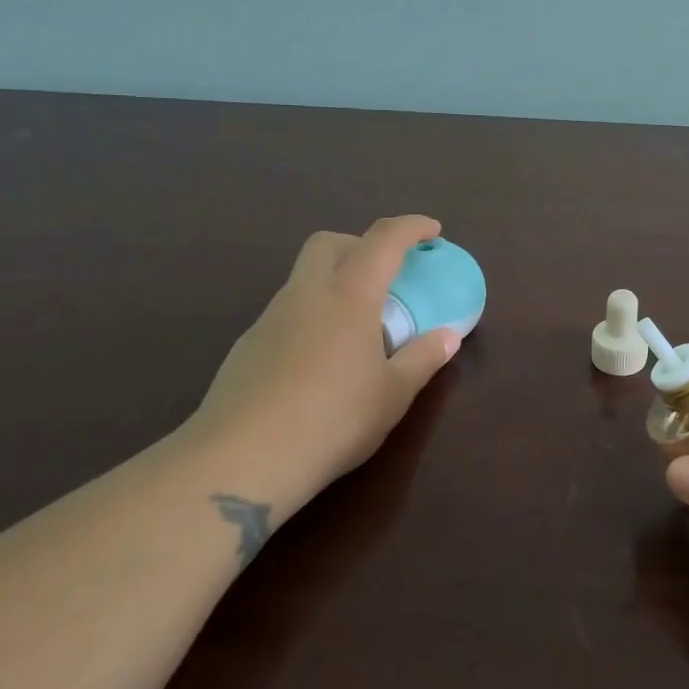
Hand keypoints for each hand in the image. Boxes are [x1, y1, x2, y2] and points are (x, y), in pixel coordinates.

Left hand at [180, 216, 459, 519]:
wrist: (240, 461)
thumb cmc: (332, 420)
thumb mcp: (393, 395)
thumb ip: (423, 359)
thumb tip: (448, 337)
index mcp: (349, 295)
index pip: (384, 239)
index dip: (412, 227)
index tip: (433, 230)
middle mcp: (306, 295)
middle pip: (329, 242)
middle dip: (361, 243)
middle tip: (386, 272)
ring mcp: (269, 319)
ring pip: (303, 277)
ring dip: (334, 280)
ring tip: (358, 324)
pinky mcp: (246, 348)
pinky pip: (287, 312)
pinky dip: (311, 315)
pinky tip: (321, 360)